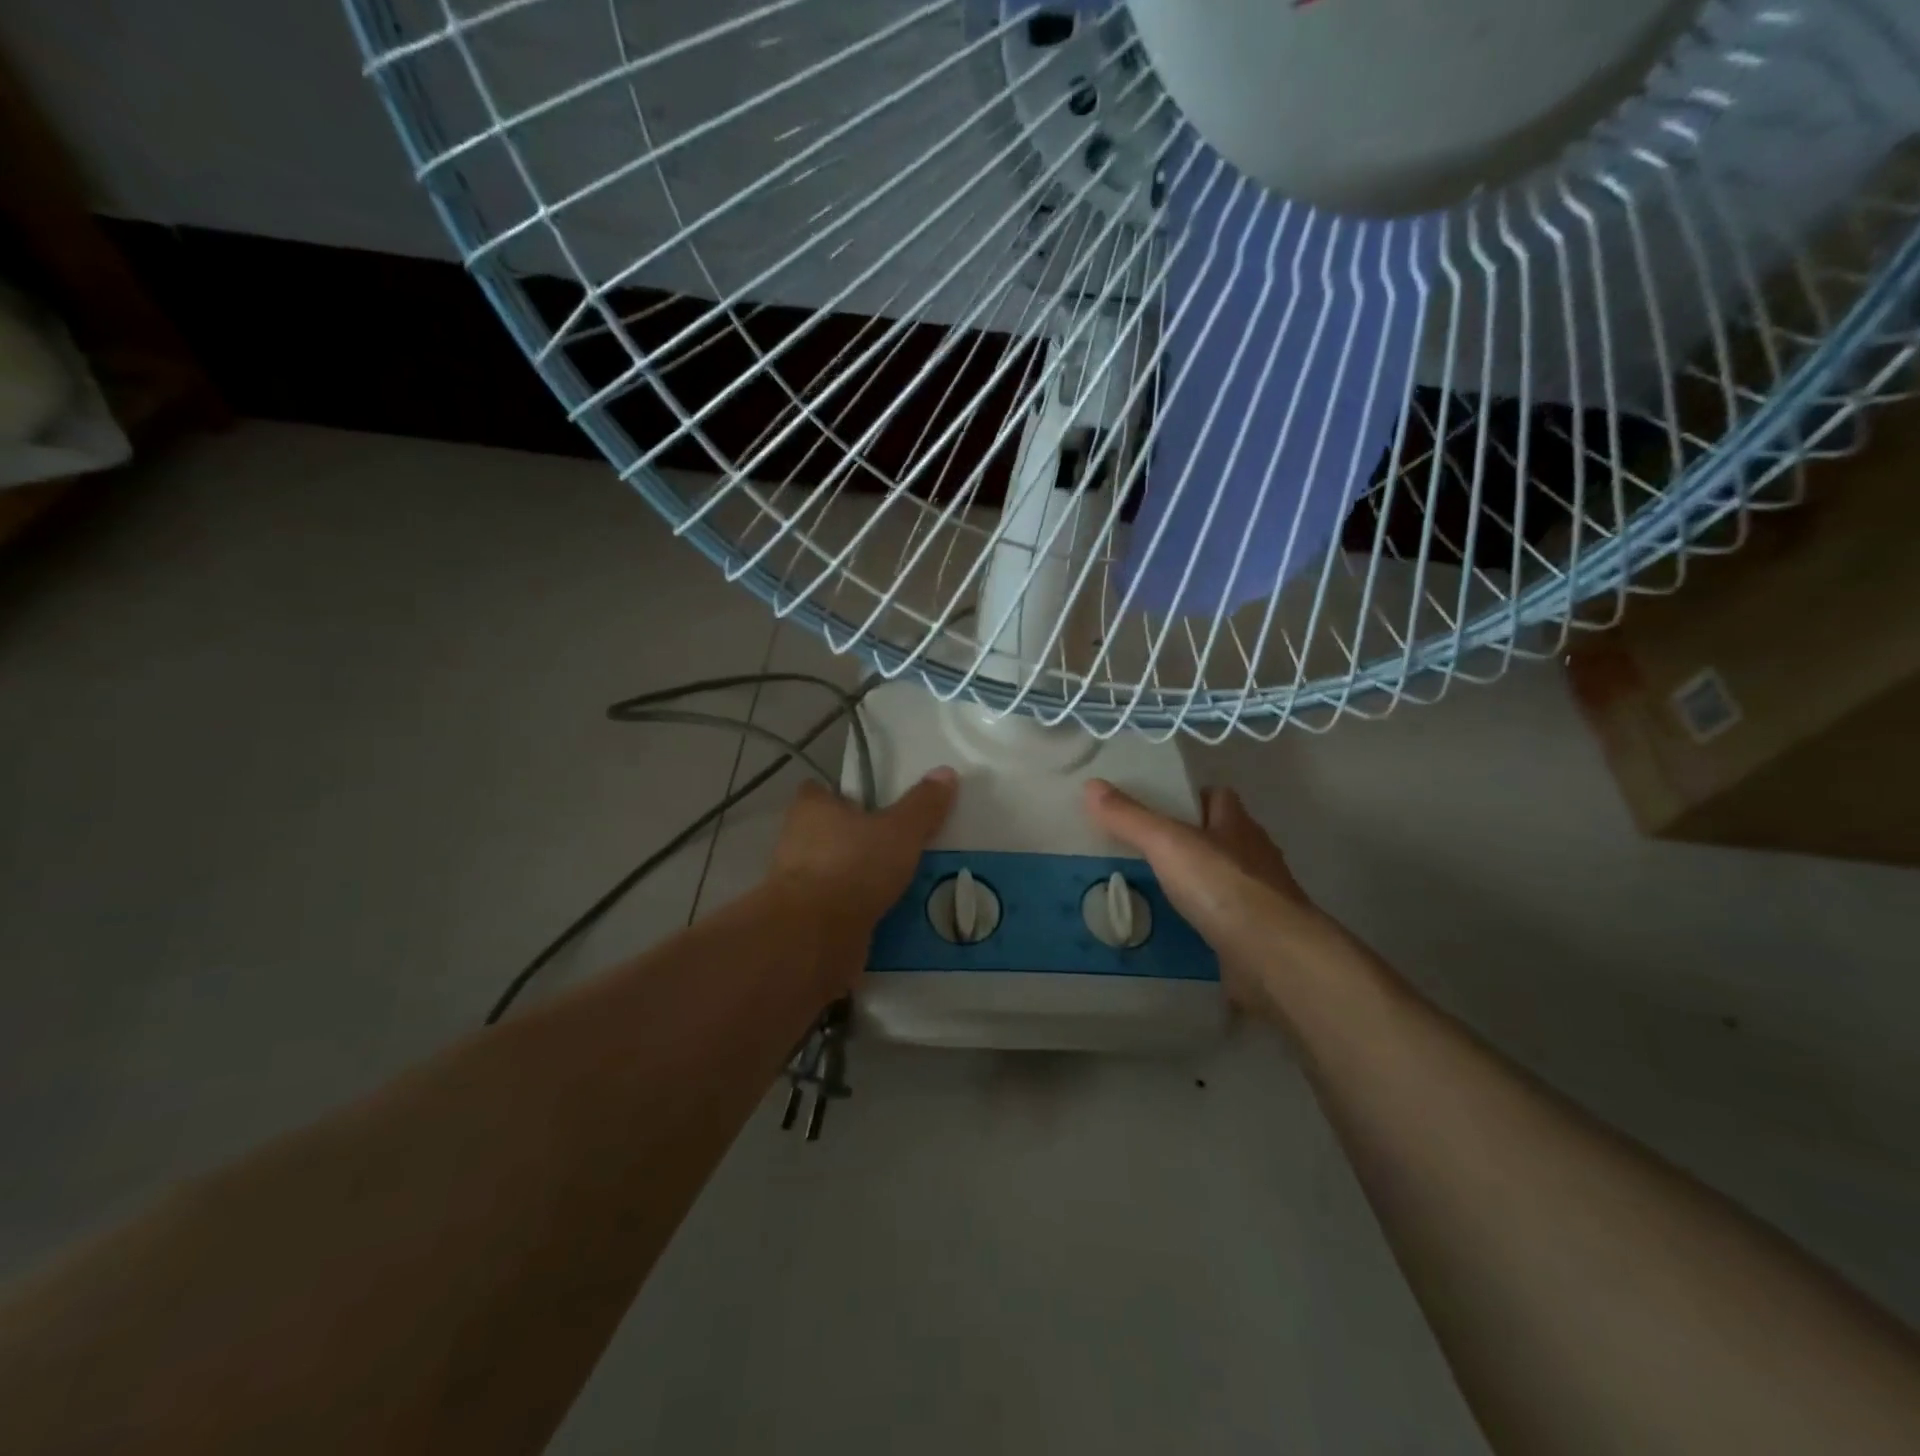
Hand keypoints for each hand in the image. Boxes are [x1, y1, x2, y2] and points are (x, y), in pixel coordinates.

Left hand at [768, 767, 957, 979]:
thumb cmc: (854, 866)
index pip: (820, 790)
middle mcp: (796, 840)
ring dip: (860, 877)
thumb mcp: (901, 830)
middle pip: (829, 832)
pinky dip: (858, 909)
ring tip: (903, 883)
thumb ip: (923, 805)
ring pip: (835, 871)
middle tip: (900, 844)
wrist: (815, 937)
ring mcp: (798, 883)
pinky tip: (890, 915)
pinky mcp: (805, 919)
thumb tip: (946, 772)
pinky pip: (838, 907)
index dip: (844, 795)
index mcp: (812, 808)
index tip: (873, 804)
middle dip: (859, 839)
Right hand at [1084, 779, 1337, 1017]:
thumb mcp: (1167, 844)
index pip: (1220, 798)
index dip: (1195, 797)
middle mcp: (1255, 858)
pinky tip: (1180, 931)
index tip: (1163, 804)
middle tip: (1150, 848)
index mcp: (1237, 826)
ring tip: (1159, 890)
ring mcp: (1260, 900)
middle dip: (1195, 841)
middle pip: (1225, 838)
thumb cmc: (1222, 887)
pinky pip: (1228, 922)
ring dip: (1202, 883)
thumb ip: (1130, 818)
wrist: (1273, 957)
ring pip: (1227, 881)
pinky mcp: (1257, 938)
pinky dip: (1207, 922)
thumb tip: (1091, 785)